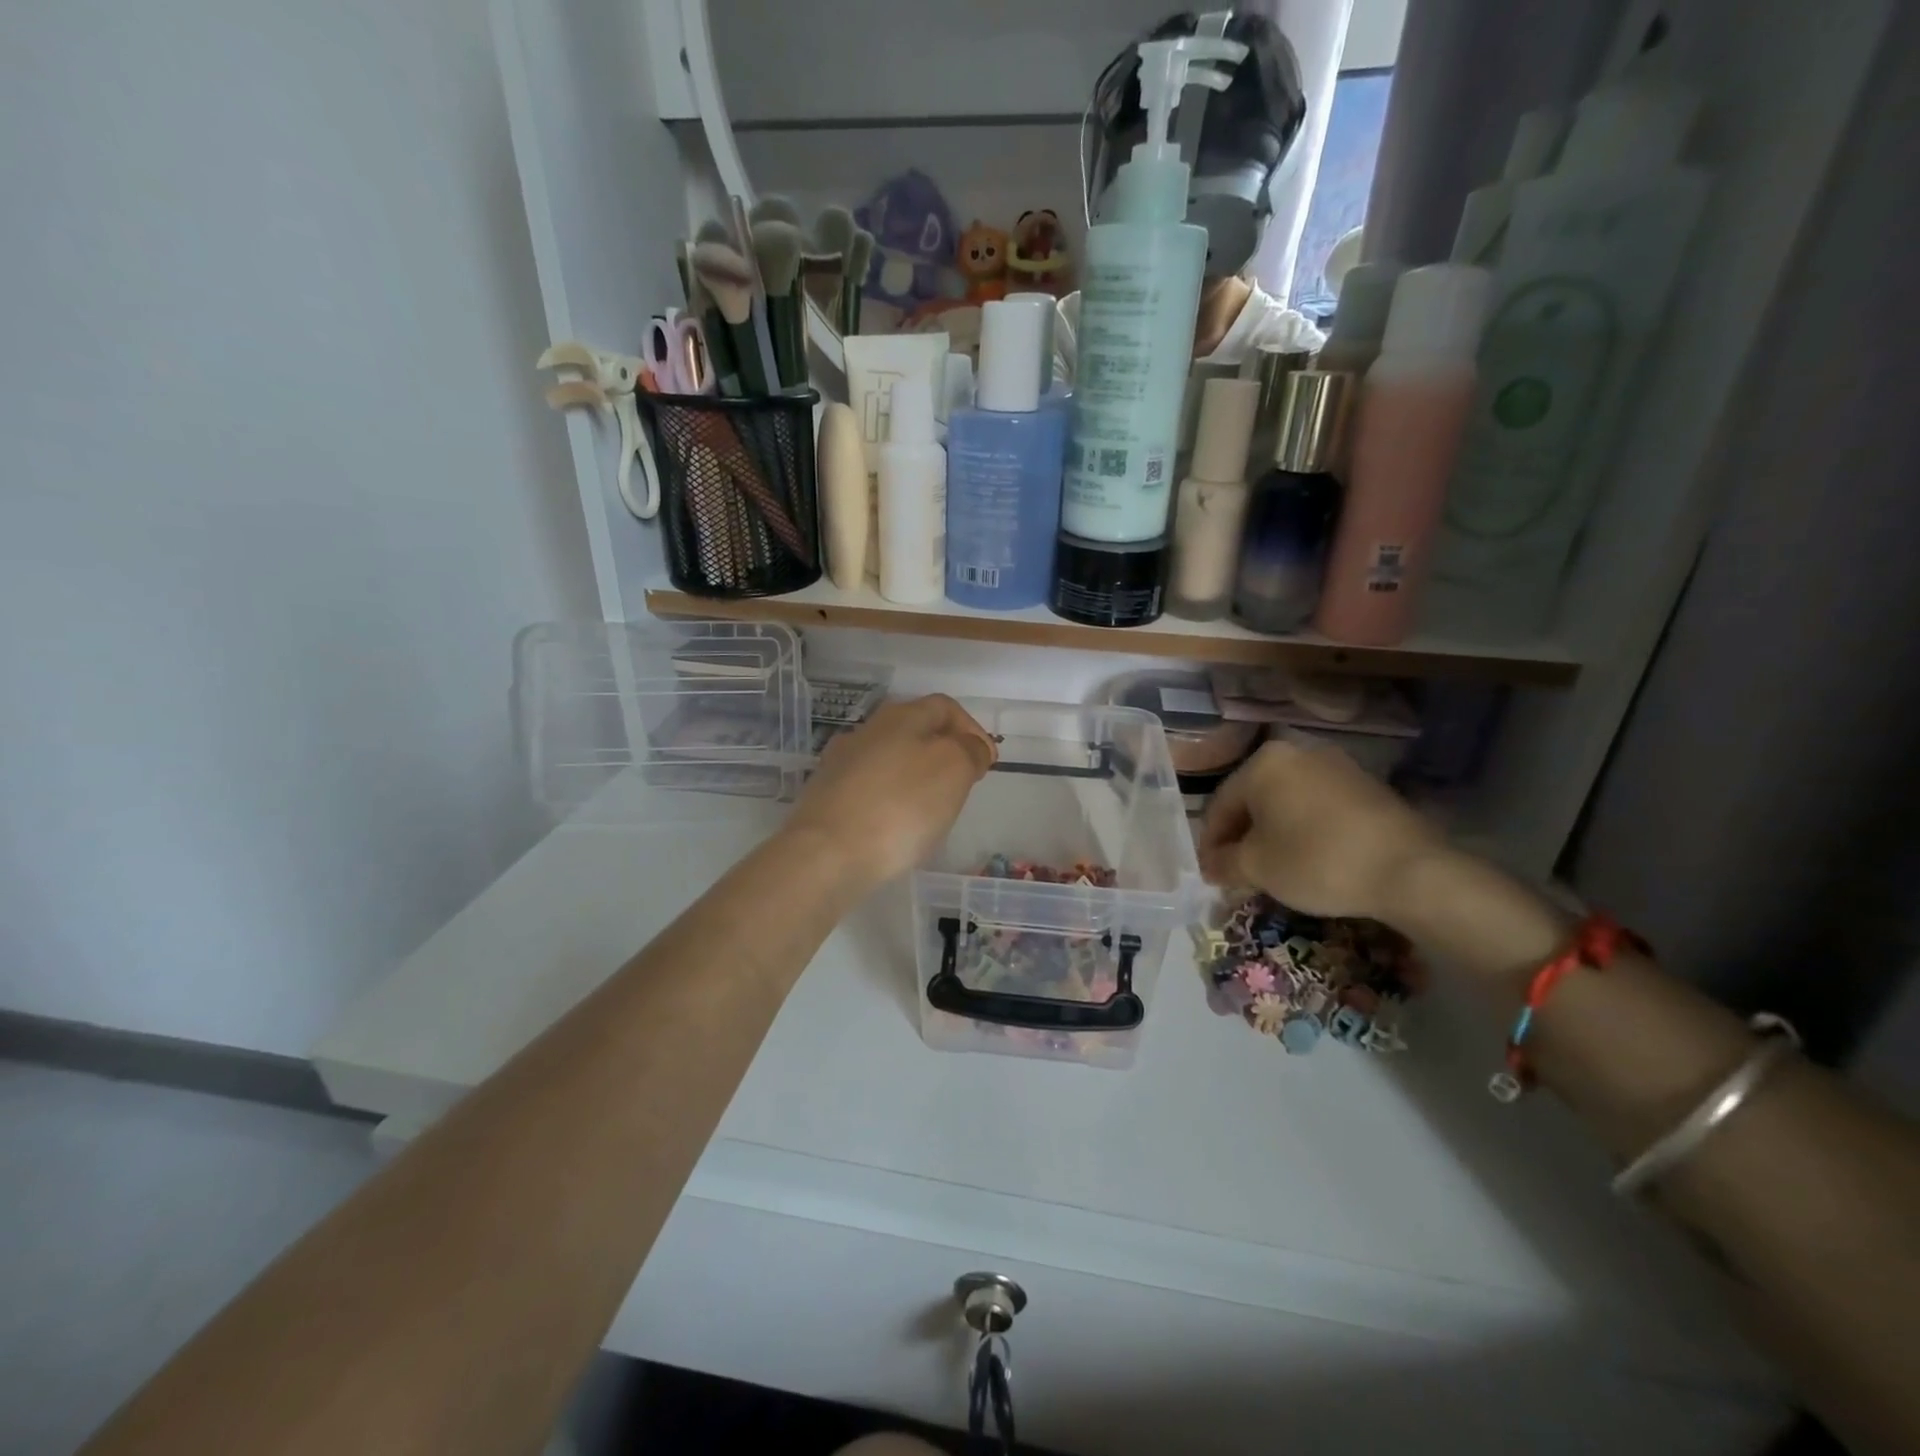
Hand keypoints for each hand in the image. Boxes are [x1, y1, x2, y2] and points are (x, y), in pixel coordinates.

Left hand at [783, 695, 996, 889]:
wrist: (827, 854)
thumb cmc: (901, 805)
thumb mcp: (953, 769)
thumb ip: (969, 750)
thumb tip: (971, 746)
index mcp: (900, 717)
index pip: (944, 707)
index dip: (971, 729)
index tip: (988, 761)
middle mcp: (866, 732)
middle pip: (914, 731)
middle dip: (943, 753)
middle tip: (963, 784)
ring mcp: (840, 764)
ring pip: (890, 760)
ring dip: (915, 777)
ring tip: (931, 809)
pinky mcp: (825, 798)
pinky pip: (869, 790)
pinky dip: (890, 800)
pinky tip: (896, 826)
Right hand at [1196, 739, 1446, 921]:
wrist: (1409, 870)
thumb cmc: (1316, 861)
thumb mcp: (1257, 867)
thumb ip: (1224, 863)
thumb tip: (1211, 866)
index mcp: (1263, 763)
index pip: (1220, 805)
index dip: (1211, 843)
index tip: (1211, 874)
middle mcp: (1297, 753)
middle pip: (1254, 800)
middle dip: (1243, 838)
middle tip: (1239, 873)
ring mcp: (1336, 766)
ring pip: (1287, 803)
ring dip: (1273, 834)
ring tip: (1273, 870)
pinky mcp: (1366, 786)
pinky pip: (1318, 807)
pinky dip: (1304, 831)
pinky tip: (1309, 860)